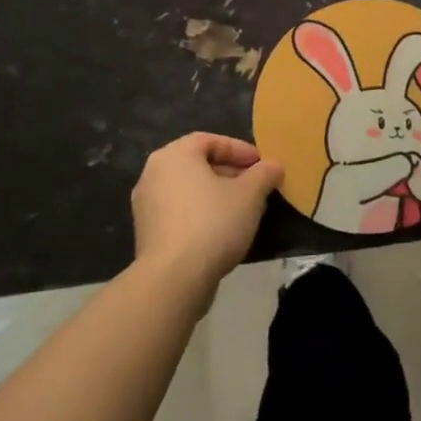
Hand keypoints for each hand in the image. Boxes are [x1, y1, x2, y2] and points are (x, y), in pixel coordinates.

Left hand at [130, 133, 281, 297]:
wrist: (173, 279)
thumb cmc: (213, 223)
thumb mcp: (250, 194)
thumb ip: (264, 174)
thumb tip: (274, 165)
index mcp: (174, 155)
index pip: (210, 141)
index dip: (239, 149)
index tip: (262, 165)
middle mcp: (153, 174)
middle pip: (198, 165)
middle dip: (231, 173)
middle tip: (257, 186)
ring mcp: (146, 206)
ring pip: (190, 190)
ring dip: (217, 195)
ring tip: (245, 210)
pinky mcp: (148, 234)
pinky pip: (180, 213)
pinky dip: (202, 214)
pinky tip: (224, 231)